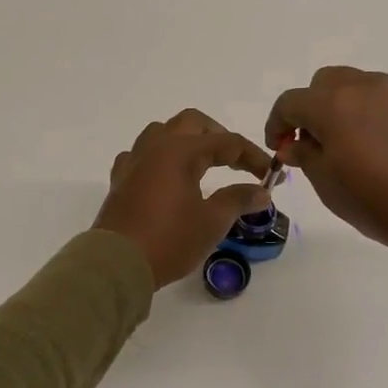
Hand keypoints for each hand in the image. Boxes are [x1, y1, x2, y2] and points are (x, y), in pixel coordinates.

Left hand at [93, 110, 273, 288]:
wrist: (117, 264)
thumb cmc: (169, 240)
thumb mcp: (212, 222)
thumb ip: (238, 199)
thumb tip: (262, 191)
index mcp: (180, 151)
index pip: (226, 142)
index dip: (252, 156)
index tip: (270, 175)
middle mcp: (155, 147)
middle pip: (192, 123)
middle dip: (218, 136)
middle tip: (236, 161)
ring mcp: (134, 162)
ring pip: (162, 132)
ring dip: (186, 140)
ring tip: (201, 163)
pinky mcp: (120, 181)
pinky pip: (140, 155)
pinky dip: (158, 158)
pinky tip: (165, 176)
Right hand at [266, 68, 387, 265]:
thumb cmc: (383, 205)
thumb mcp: (330, 188)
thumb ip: (305, 156)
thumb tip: (294, 143)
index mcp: (335, 106)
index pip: (291, 101)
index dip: (277, 123)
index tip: (280, 147)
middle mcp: (369, 87)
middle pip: (326, 82)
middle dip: (313, 107)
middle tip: (319, 142)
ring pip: (364, 86)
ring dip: (350, 108)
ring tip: (362, 146)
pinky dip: (385, 116)